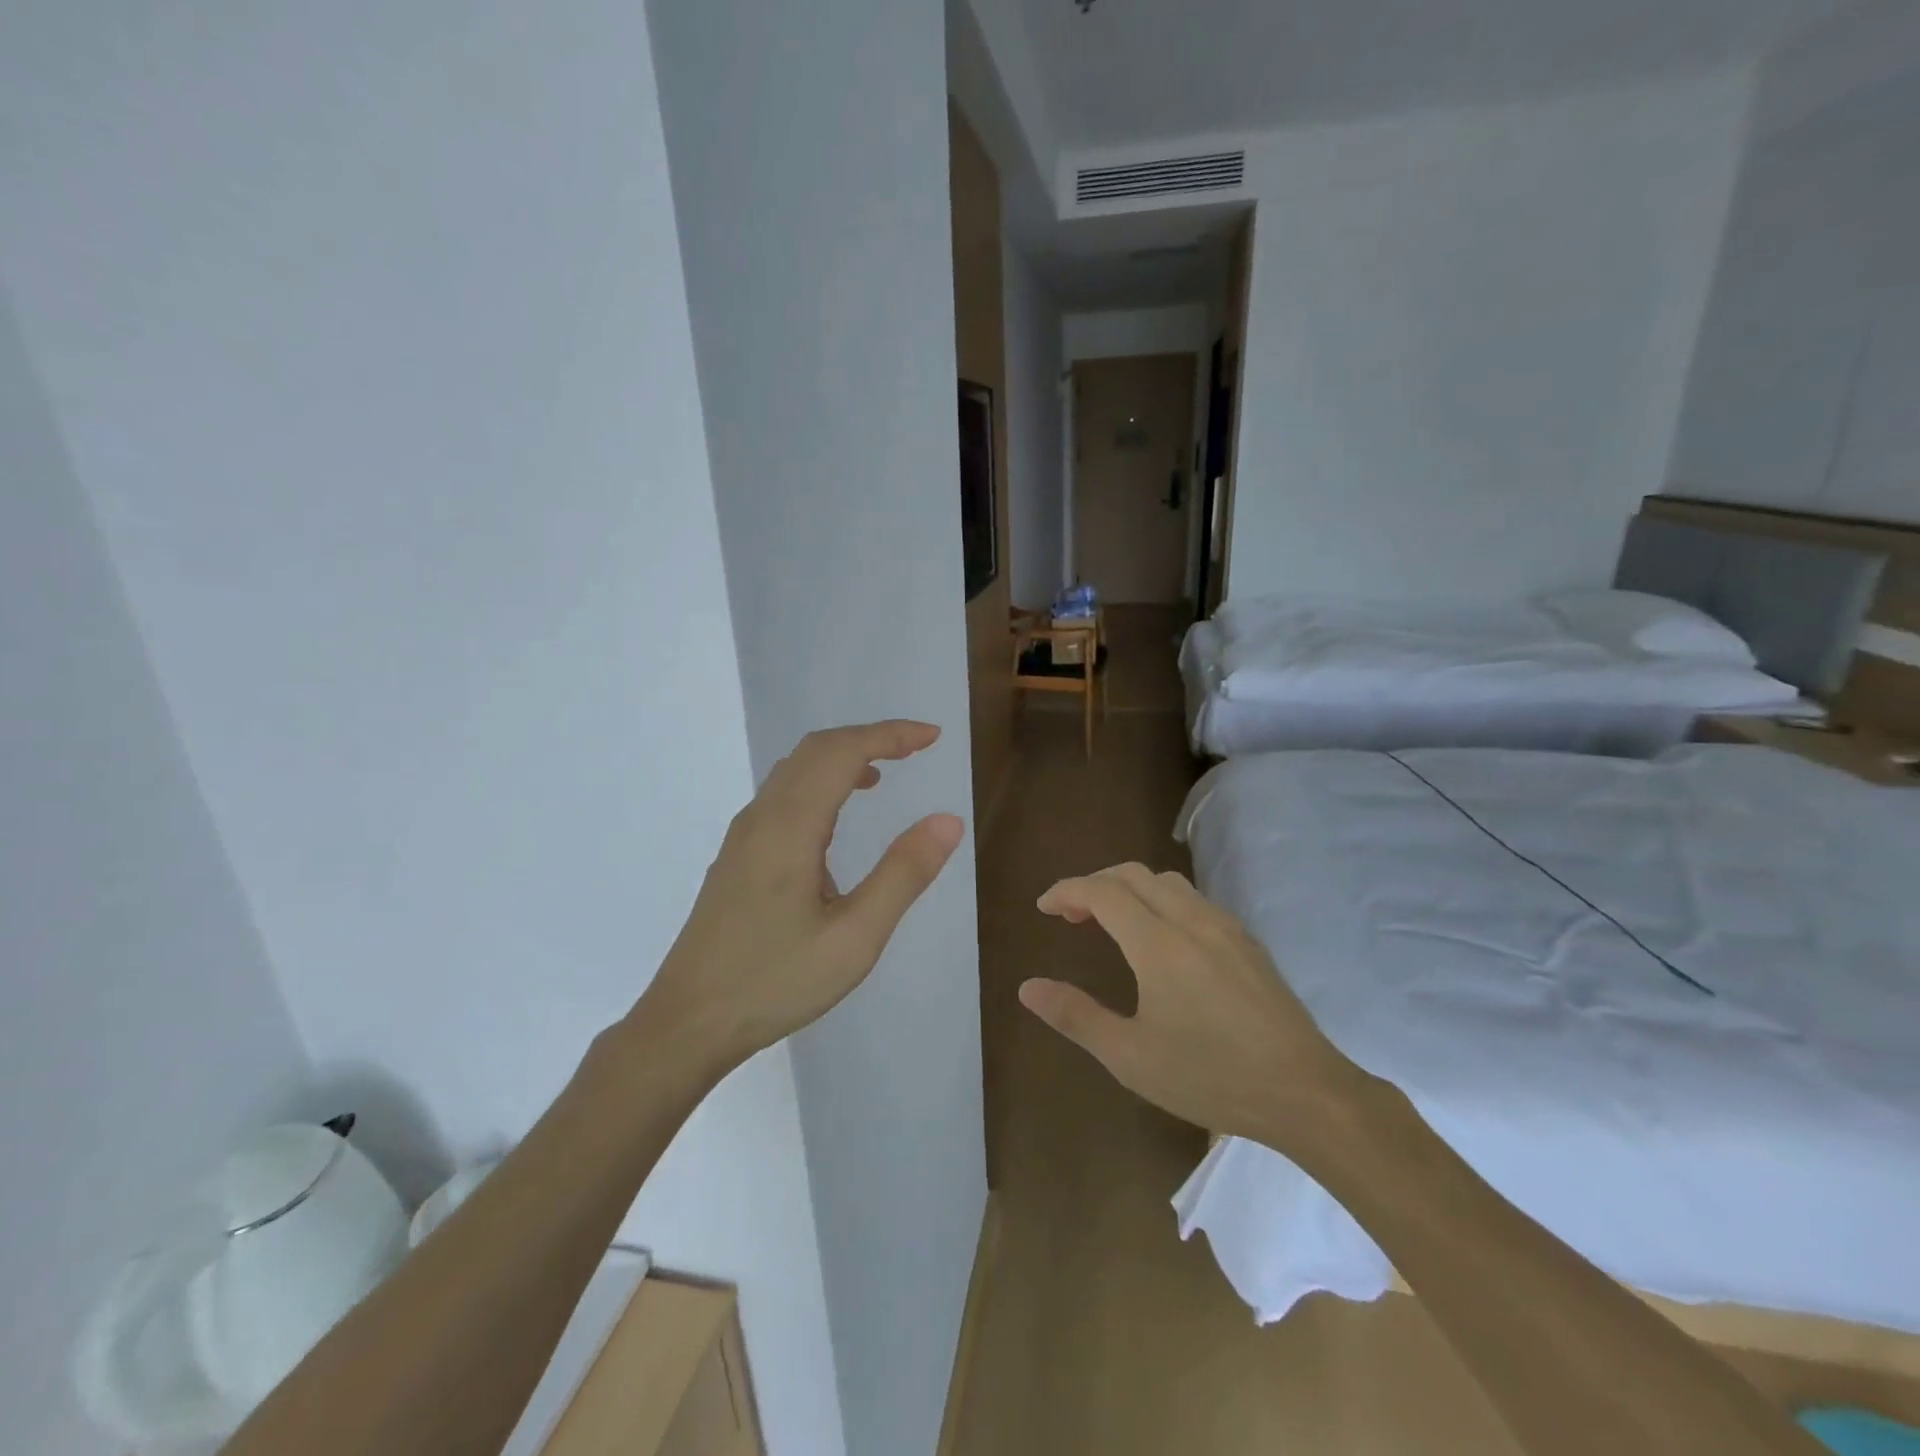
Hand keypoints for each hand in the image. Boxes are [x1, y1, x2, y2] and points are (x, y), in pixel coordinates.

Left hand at [640, 721, 962, 1073]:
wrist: (687, 1021)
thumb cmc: (776, 982)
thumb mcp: (855, 937)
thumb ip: (903, 874)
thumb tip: (948, 820)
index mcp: (790, 827)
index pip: (843, 752)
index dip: (890, 734)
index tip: (933, 737)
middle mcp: (762, 817)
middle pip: (816, 750)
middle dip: (869, 738)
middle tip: (916, 747)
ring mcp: (743, 836)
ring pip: (794, 770)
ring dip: (842, 758)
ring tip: (884, 774)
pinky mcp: (737, 856)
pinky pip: (782, 795)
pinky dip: (820, 782)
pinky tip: (837, 819)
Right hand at [1020, 862, 1363, 1145]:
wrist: (1306, 1093)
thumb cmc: (1211, 1077)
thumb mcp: (1130, 1057)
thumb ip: (1076, 1016)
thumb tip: (1027, 988)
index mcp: (1158, 943)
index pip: (1101, 891)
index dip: (1067, 892)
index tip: (1043, 908)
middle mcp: (1191, 920)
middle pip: (1132, 875)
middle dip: (1094, 884)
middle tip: (1071, 916)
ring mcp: (1225, 927)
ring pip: (1166, 882)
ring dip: (1129, 888)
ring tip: (1112, 921)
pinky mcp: (1247, 942)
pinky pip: (1193, 900)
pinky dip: (1160, 900)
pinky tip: (1162, 940)